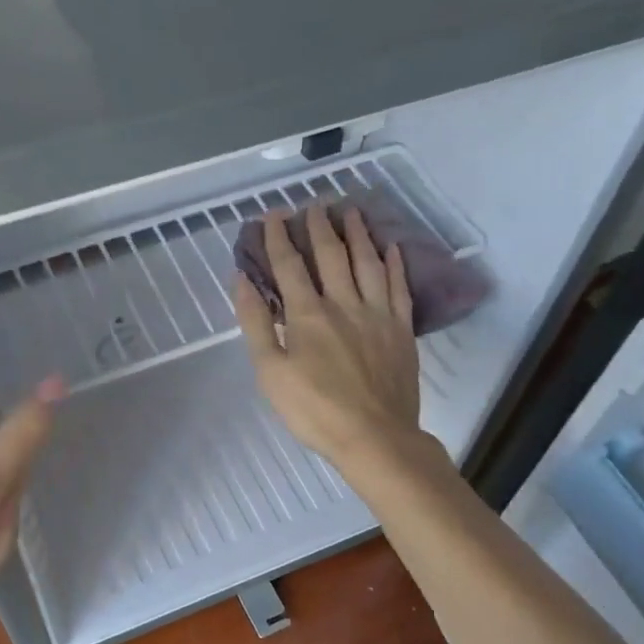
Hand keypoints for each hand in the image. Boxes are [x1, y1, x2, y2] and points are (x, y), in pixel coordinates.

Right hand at [235, 206, 428, 475]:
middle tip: (314, 205)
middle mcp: (344, 303)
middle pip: (332, 255)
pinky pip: (399, 287)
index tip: (272, 215)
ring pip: (368, 263)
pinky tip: (392, 247)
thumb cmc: (314, 410)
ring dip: (358, 234)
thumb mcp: (270, 372)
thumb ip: (256, 323)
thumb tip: (242, 280)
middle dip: (320, 227)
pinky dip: (395, 264)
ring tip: (352, 211)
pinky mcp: (401, 329)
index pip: (289, 266)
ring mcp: (378, 314)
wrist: (375, 437)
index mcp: (308, 314)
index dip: (278, 238)